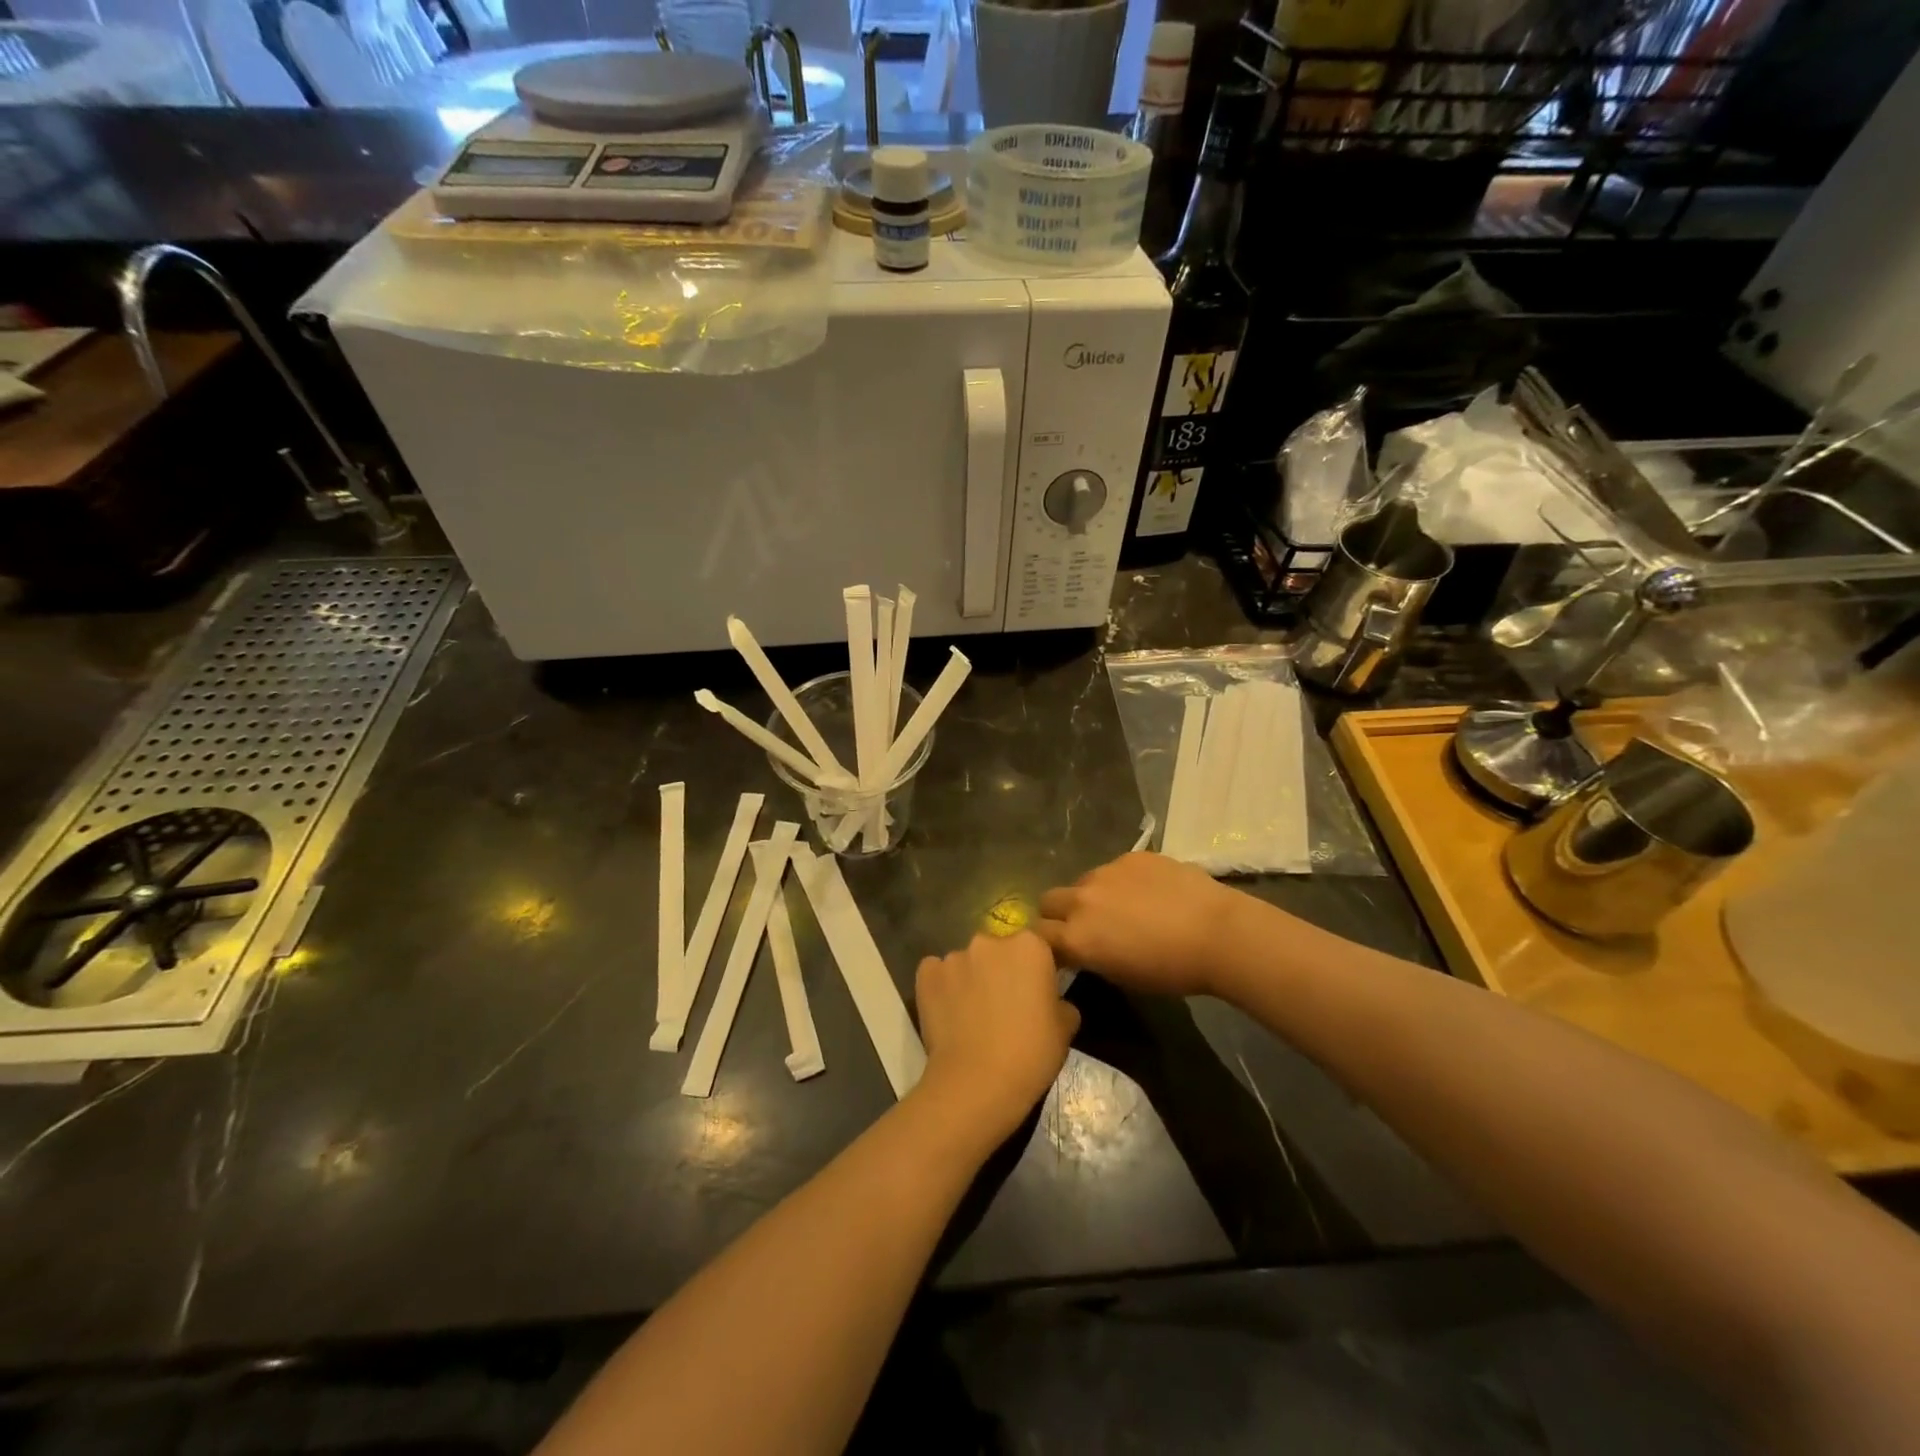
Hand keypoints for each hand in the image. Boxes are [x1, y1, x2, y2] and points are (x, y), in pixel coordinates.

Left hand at [913, 932, 1078, 1145]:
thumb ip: (1060, 1002)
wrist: (978, 1082)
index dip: (1034, 970)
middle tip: (1003, 1005)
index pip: (1035, 947)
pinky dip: (941, 986)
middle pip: (998, 950)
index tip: (1034, 994)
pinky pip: (936, 973)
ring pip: (967, 962)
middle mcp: (990, 940)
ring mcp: (955, 956)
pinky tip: (946, 1012)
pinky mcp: (927, 974)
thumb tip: (1052, 1002)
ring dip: (970, 979)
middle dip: (1000, 970)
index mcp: (1030, 946)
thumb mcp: (1065, 1029)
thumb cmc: (1030, 1053)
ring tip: (971, 1014)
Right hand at [1035, 852, 1252, 998]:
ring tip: (1124, 908)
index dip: (1046, 943)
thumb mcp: (1122, 976)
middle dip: (1058, 913)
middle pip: (1048, 900)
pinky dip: (1122, 881)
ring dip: (1091, 895)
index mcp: (1076, 936)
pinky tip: (1150, 893)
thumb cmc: (1171, 970)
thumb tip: (1083, 948)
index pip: (1037, 935)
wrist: (1217, 933)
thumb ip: (1091, 957)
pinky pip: (1114, 868)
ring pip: (1082, 882)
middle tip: (1085, 927)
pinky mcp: (1131, 856)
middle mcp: (1081, 899)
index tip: (1060, 950)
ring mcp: (1106, 871)